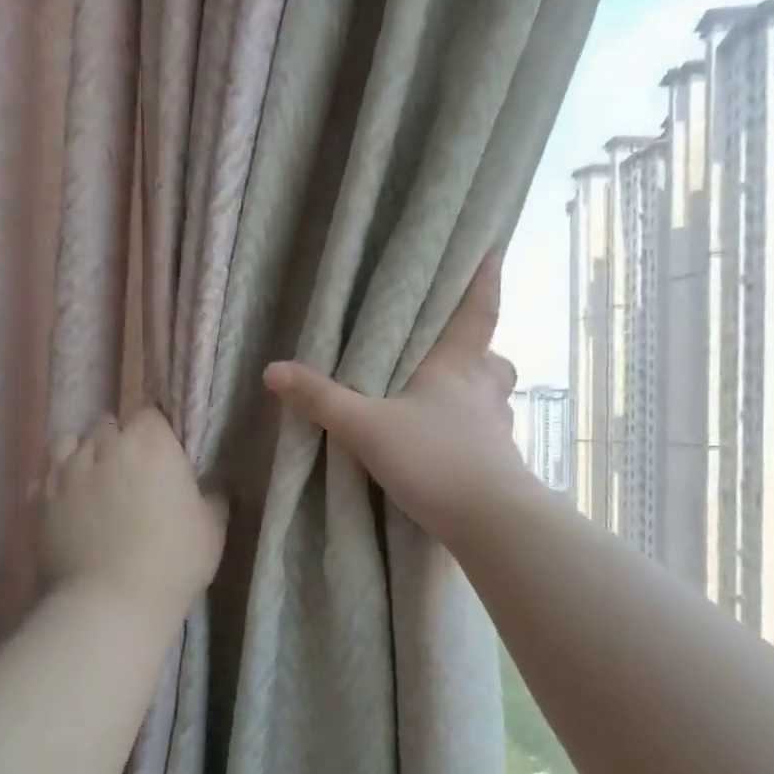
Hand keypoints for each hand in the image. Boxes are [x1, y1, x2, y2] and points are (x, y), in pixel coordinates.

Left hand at [41, 407, 226, 618]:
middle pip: (109, 424)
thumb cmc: (174, 560)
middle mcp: (105, 446)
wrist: (112, 601)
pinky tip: (69, 502)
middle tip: (134, 470)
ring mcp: (66, 471)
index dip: (157, 431)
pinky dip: (58, 482)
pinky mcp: (40, 500)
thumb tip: (214, 483)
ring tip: (95, 478)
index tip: (165, 453)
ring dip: (85, 453)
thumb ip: (213, 496)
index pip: (150, 413)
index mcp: (151, 444)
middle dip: (120, 439)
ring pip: (71, 442)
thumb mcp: (213, 529)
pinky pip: (47, 476)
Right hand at [262, 253, 532, 542]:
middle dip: (478, 353)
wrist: (488, 522)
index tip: (492, 251)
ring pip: (493, 399)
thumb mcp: (367, 428)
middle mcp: (485, 389)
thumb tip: (273, 369)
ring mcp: (498, 428)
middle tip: (452, 354)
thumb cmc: (434, 458)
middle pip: (493, 359)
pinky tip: (449, 448)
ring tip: (445, 404)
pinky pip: (488, 435)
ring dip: (476, 395)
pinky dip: (473, 434)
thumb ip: (322, 400)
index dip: (484, 280)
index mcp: (458, 365)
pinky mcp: (501, 463)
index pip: (479, 310)